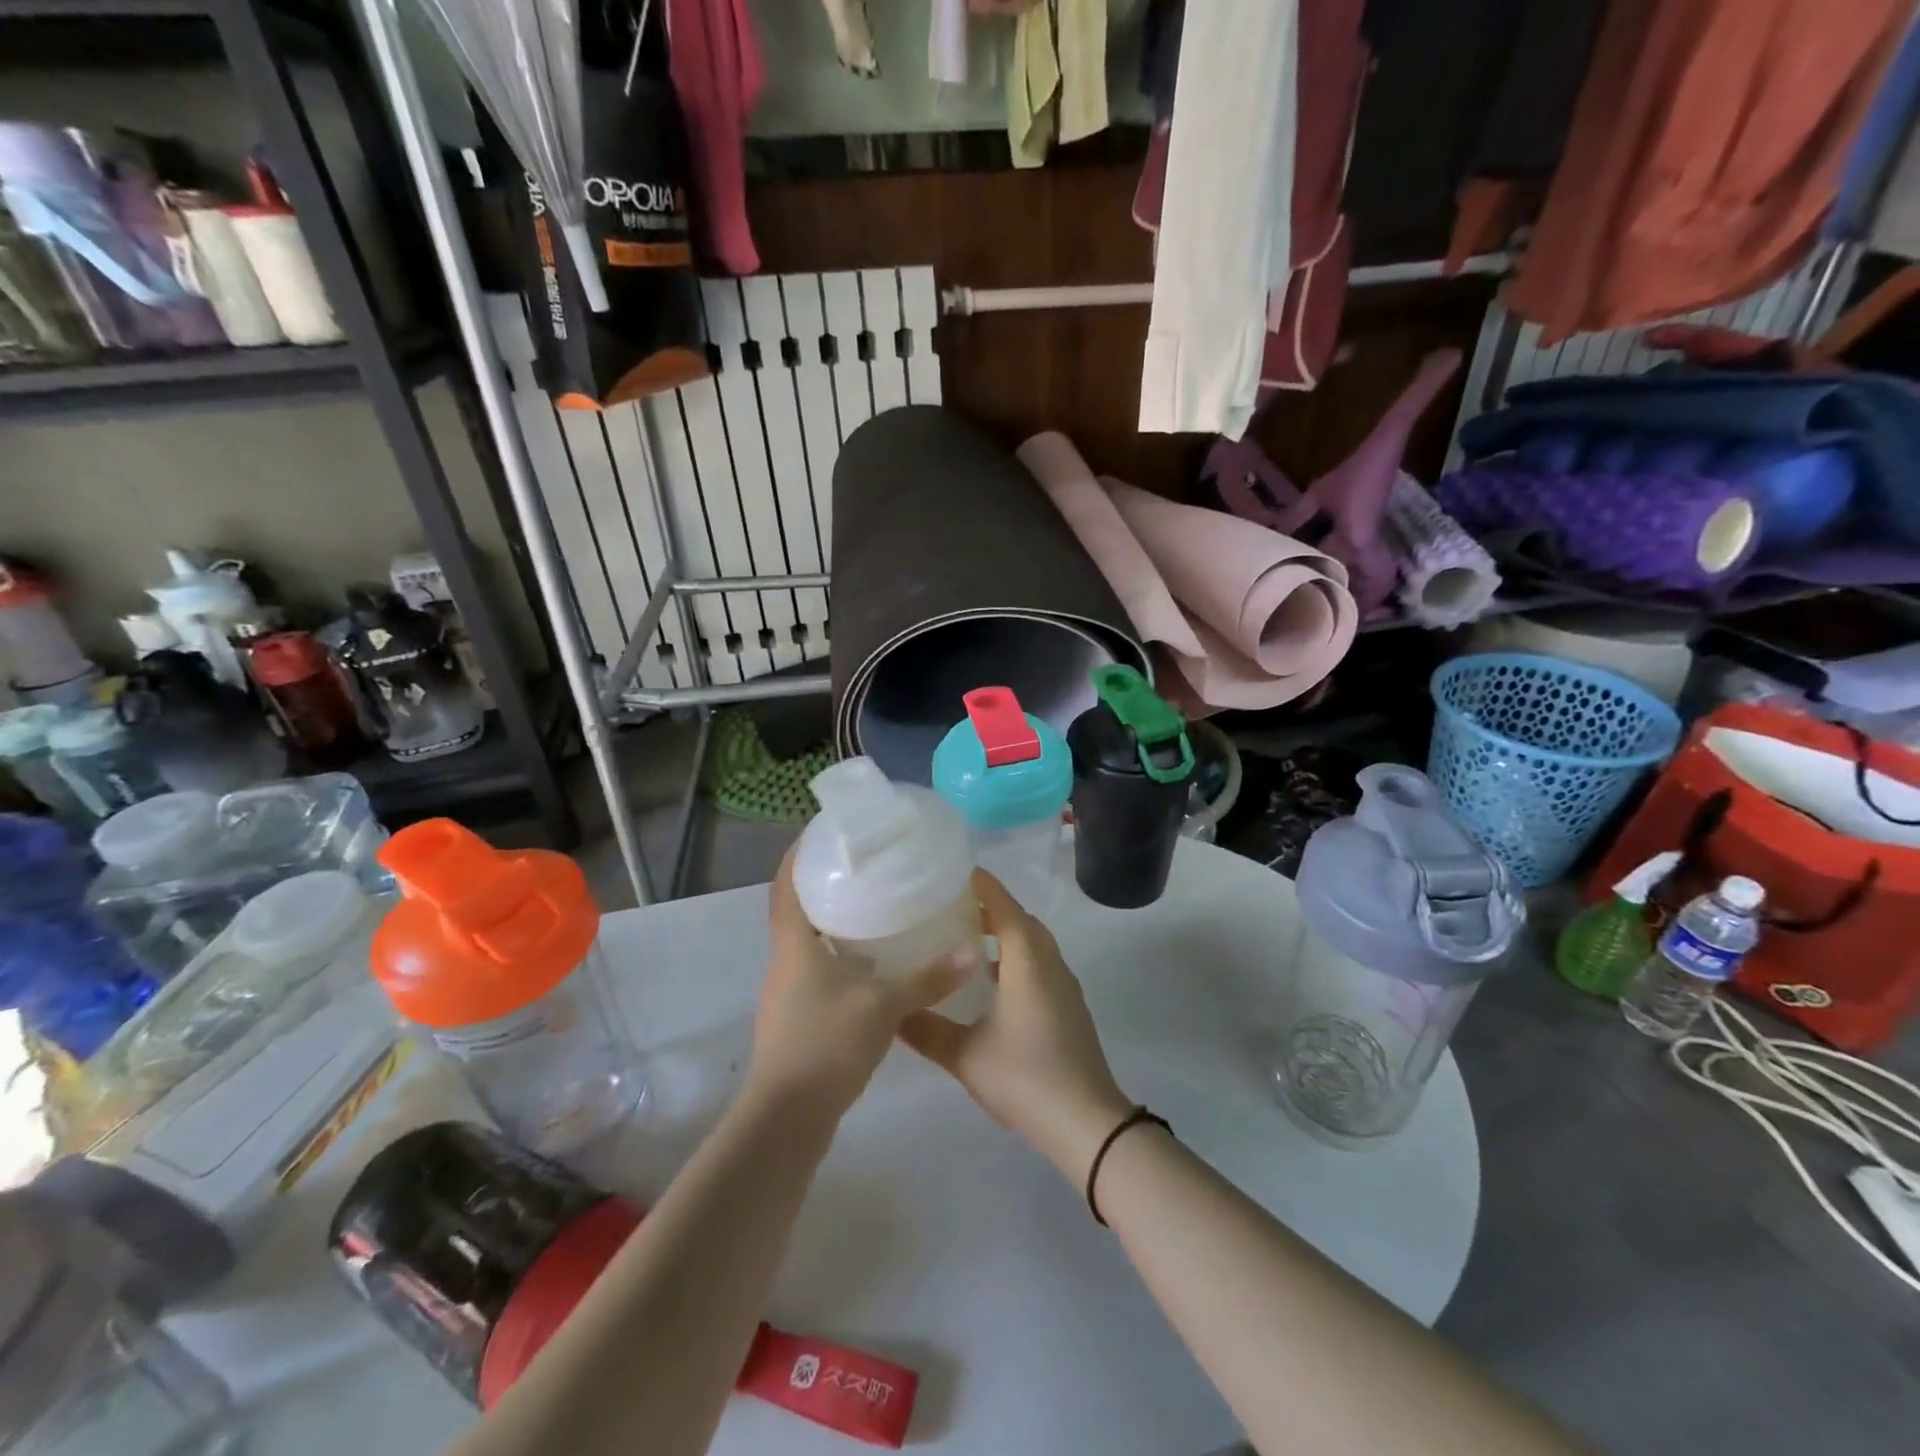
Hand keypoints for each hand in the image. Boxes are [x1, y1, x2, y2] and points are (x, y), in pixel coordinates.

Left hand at [748, 845, 972, 1117]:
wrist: (788, 1117)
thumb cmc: (828, 1044)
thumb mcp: (885, 1006)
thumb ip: (928, 978)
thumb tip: (970, 952)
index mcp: (794, 946)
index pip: (786, 886)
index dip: (798, 856)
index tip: (821, 832)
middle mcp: (784, 962)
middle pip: (796, 910)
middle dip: (822, 885)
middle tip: (862, 866)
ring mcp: (787, 993)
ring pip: (807, 942)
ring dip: (831, 922)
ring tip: (871, 906)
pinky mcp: (796, 1018)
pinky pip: (815, 970)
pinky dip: (837, 956)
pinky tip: (870, 963)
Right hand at [899, 872, 1132, 1181]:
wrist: (1087, 1123)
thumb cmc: (1025, 1077)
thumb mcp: (965, 1055)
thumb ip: (925, 1029)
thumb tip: (890, 1009)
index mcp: (1027, 958)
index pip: (1002, 904)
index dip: (979, 884)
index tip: (949, 872)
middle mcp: (1049, 961)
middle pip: (1018, 918)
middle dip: (987, 906)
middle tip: (947, 907)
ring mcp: (1063, 983)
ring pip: (1031, 942)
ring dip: (1002, 933)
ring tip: (962, 939)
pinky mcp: (1067, 1005)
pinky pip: (1038, 963)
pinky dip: (1013, 957)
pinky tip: (988, 981)